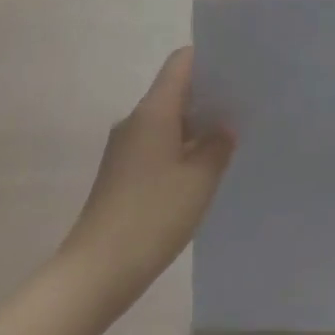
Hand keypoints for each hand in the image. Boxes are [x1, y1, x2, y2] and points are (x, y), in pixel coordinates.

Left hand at [56, 47, 234, 316]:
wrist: (93, 275)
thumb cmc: (151, 217)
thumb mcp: (200, 180)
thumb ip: (218, 145)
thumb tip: (224, 128)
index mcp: (153, 110)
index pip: (181, 62)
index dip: (209, 59)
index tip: (236, 70)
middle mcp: (135, 120)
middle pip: (174, 89)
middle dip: (207, 95)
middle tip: (241, 107)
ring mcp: (124, 148)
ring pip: (165, 120)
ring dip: (194, 126)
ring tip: (226, 141)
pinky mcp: (119, 174)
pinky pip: (155, 145)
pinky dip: (178, 149)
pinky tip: (198, 173)